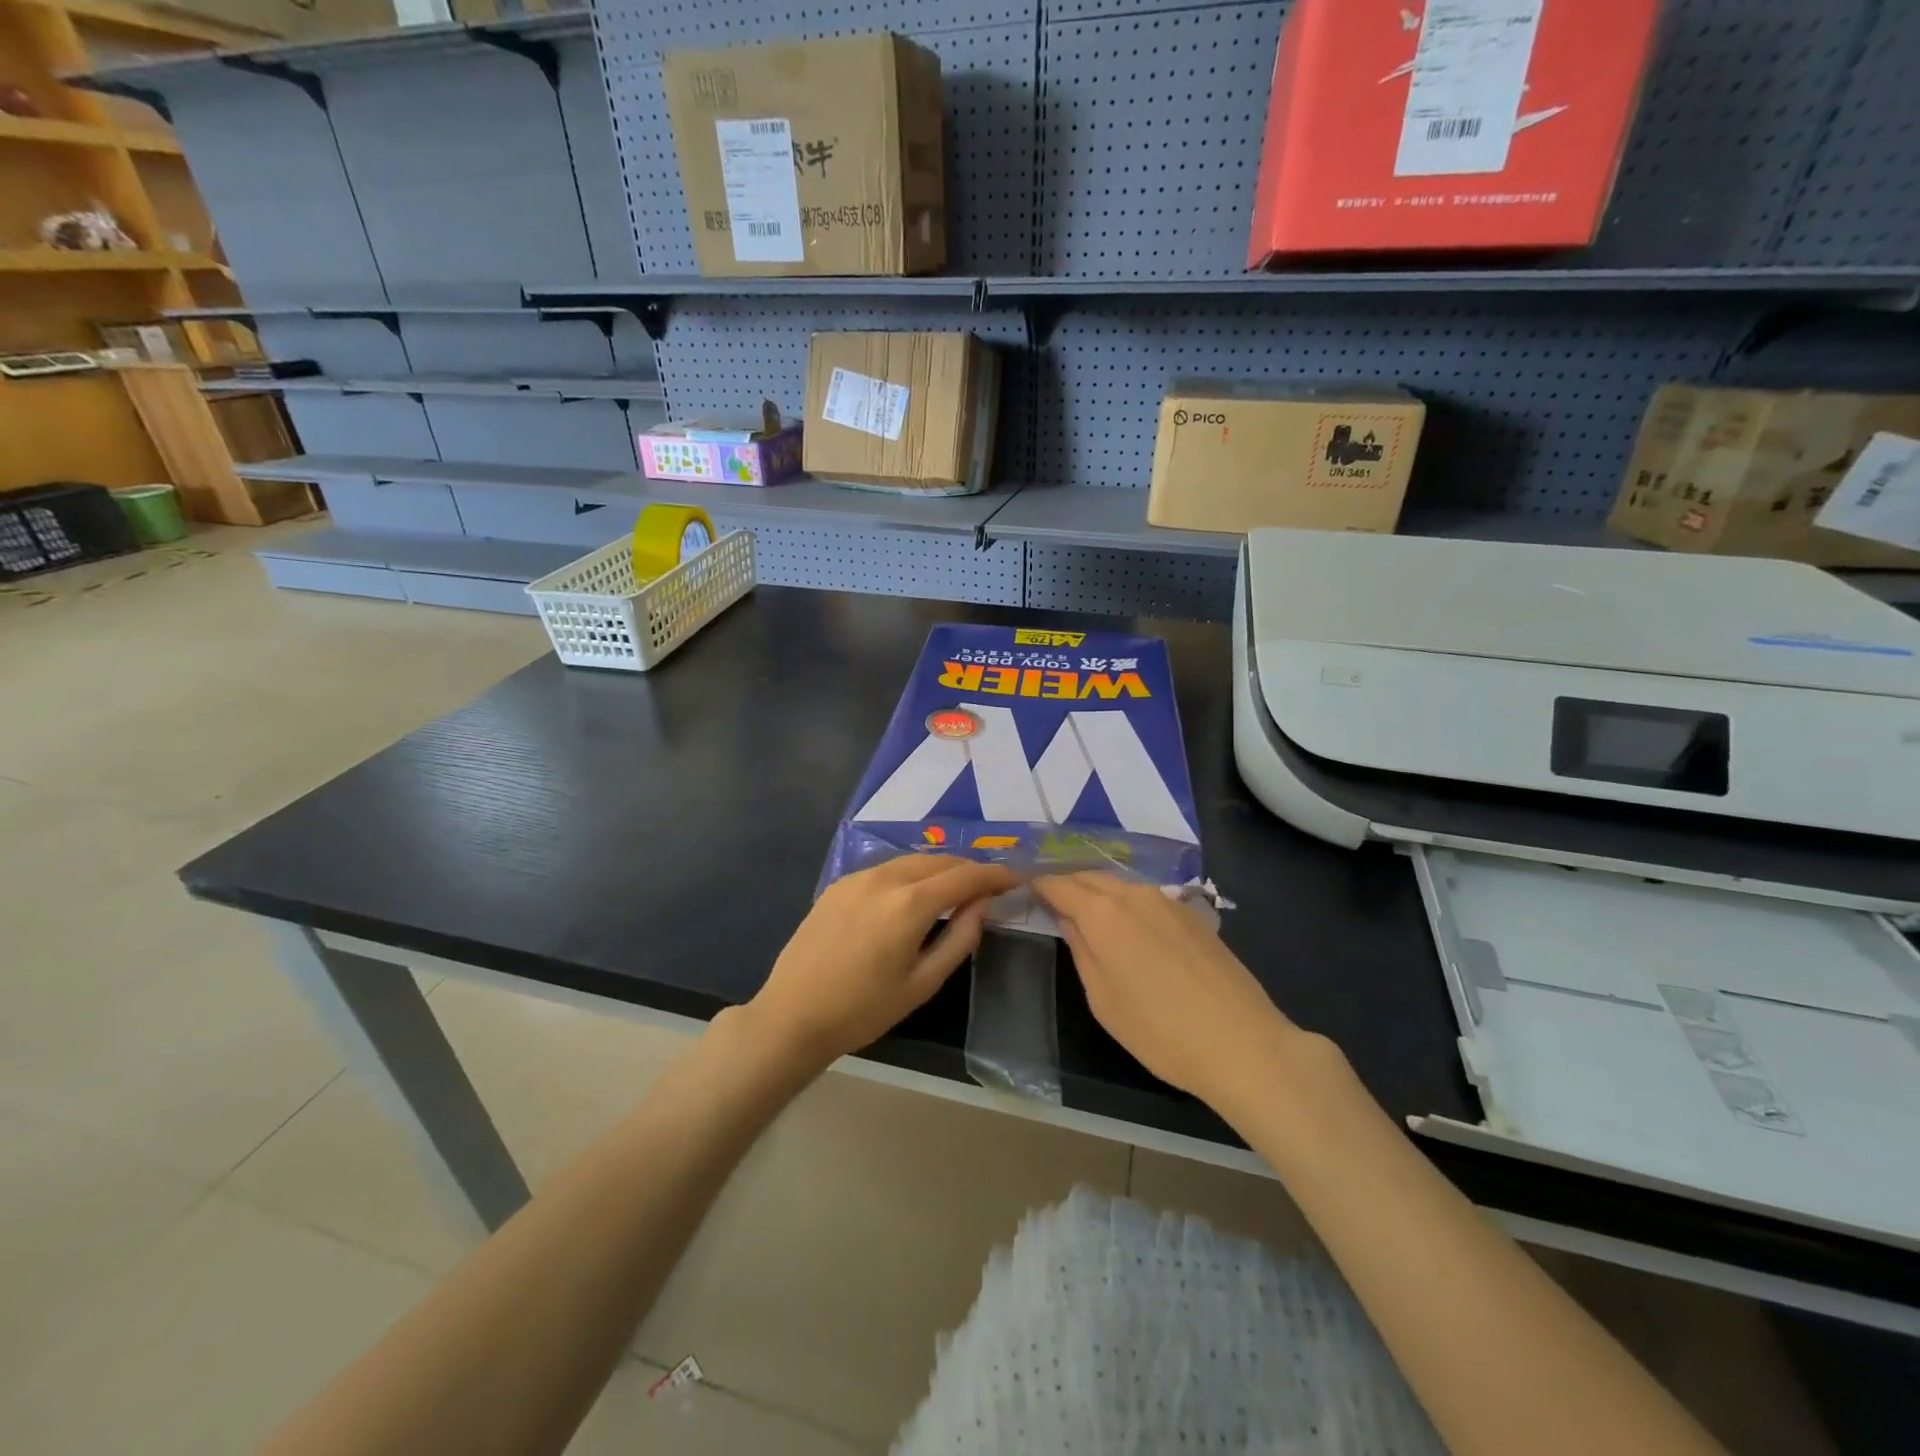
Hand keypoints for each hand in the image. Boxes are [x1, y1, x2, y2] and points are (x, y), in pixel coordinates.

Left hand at [744, 855, 1018, 1072]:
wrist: (793, 1015)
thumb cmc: (864, 1009)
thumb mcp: (922, 983)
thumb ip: (960, 938)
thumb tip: (982, 905)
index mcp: (909, 904)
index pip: (964, 876)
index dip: (994, 875)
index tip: (1015, 879)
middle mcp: (885, 878)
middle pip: (939, 860)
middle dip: (968, 869)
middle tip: (989, 886)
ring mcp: (857, 877)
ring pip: (911, 860)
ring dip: (940, 868)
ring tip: (957, 887)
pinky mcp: (839, 884)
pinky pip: (886, 868)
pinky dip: (911, 873)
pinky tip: (914, 892)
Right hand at [1035, 872, 1303, 1108]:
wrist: (1242, 1043)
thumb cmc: (1159, 1031)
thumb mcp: (1103, 999)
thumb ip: (1081, 950)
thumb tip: (1068, 920)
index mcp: (1103, 913)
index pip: (1059, 884)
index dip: (1038, 884)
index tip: (1023, 887)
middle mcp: (1134, 894)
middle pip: (1090, 876)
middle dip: (1066, 883)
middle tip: (1049, 899)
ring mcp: (1167, 900)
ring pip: (1119, 884)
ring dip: (1096, 890)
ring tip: (1084, 910)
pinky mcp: (1192, 914)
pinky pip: (1145, 896)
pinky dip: (1124, 901)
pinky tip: (1126, 925)